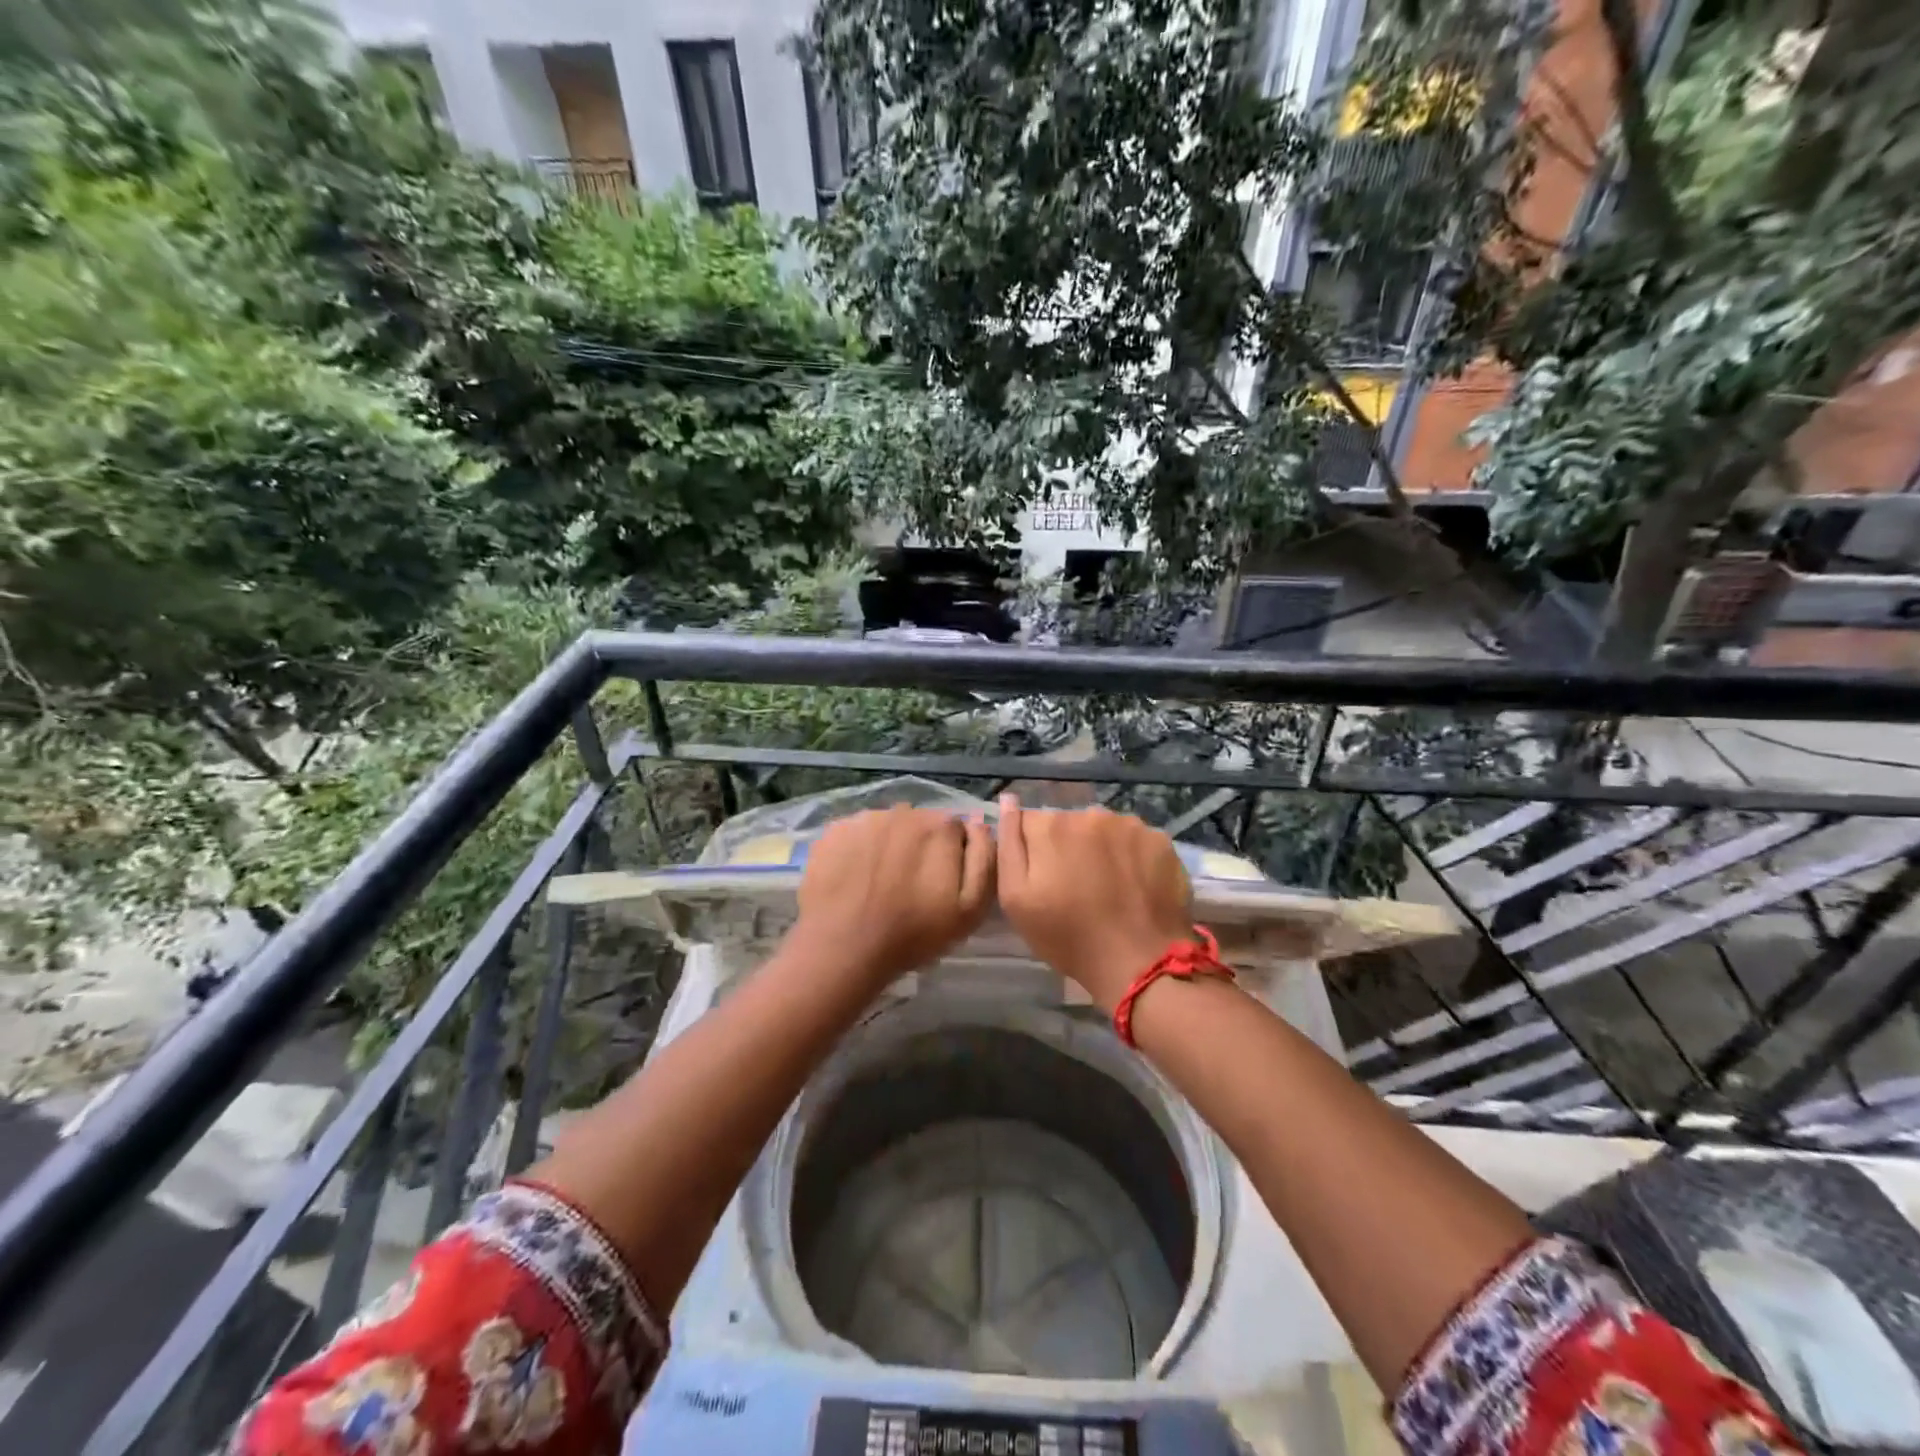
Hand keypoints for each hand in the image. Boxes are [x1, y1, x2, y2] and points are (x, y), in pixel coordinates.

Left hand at [792, 806, 994, 989]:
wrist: (844, 949)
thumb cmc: (914, 933)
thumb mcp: (970, 908)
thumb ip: (984, 859)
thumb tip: (979, 823)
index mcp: (941, 826)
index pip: (956, 830)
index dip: (952, 856)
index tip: (941, 883)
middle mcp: (904, 811)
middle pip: (921, 824)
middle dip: (921, 848)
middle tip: (910, 885)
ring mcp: (864, 818)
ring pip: (888, 827)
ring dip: (890, 846)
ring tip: (880, 883)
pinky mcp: (834, 831)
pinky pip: (857, 834)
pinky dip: (860, 850)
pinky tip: (855, 878)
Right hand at [996, 795, 1194, 1010]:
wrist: (1139, 963)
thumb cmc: (1068, 936)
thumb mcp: (1015, 898)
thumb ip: (1007, 844)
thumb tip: (1007, 801)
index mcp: (1051, 826)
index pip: (1030, 823)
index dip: (1033, 851)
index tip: (1043, 879)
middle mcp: (1090, 814)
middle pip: (1068, 824)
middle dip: (1067, 848)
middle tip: (1075, 888)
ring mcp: (1129, 825)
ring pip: (1102, 831)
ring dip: (1099, 850)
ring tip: (1107, 888)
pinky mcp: (1160, 840)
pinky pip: (1134, 841)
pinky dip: (1130, 857)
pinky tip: (1133, 885)